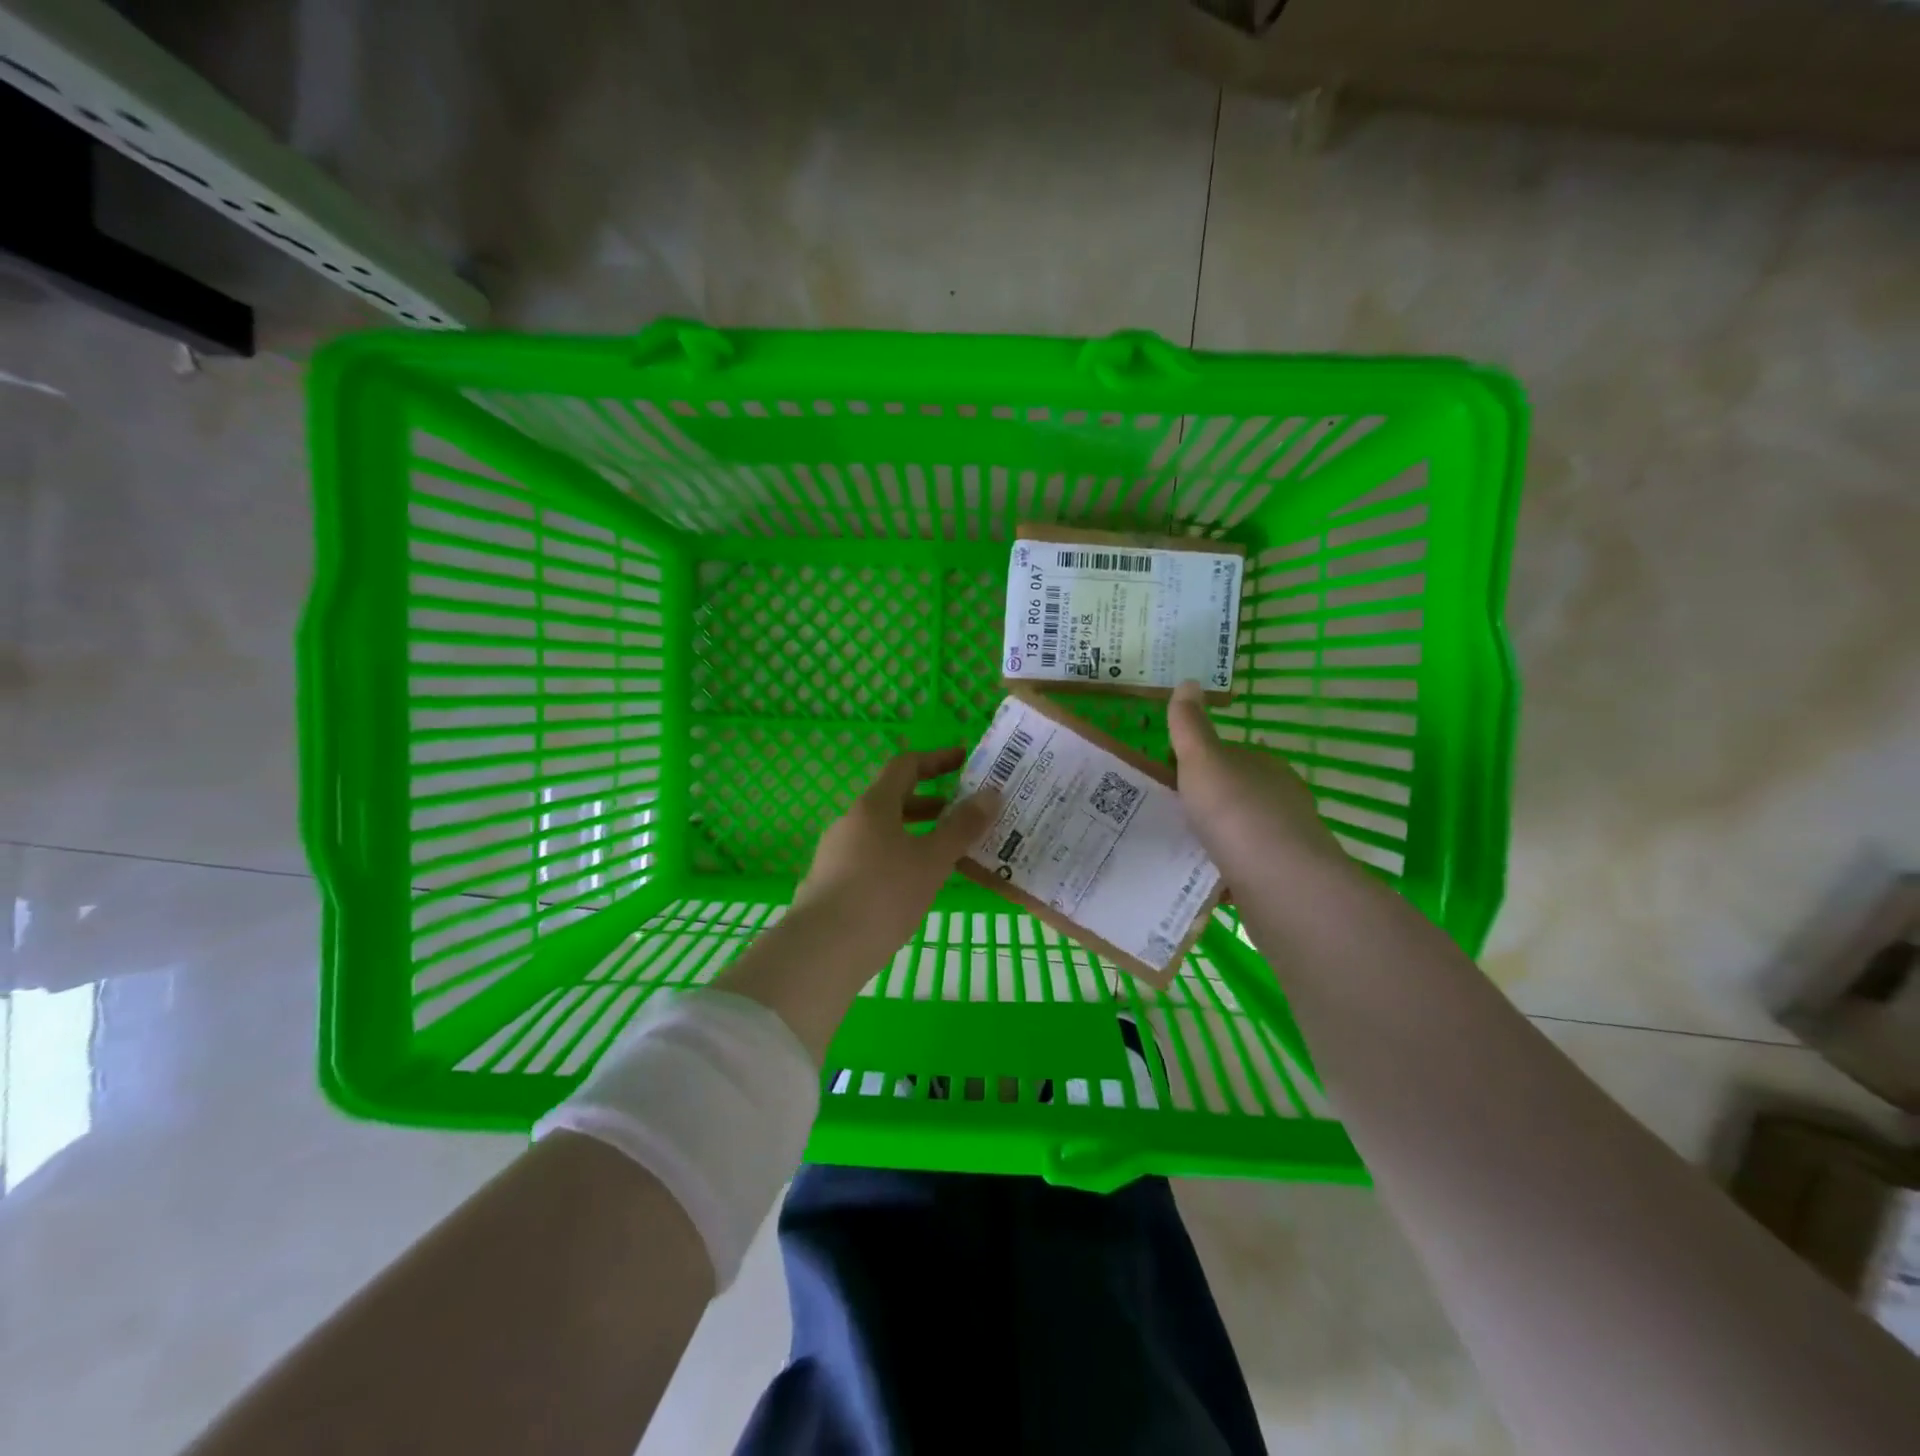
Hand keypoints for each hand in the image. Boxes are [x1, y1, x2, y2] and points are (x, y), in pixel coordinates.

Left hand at [792, 747, 1000, 960]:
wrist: (822, 950)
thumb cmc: (883, 896)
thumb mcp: (932, 861)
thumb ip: (962, 827)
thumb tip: (991, 794)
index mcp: (873, 806)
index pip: (905, 766)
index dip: (937, 759)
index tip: (965, 761)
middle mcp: (851, 822)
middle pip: (893, 800)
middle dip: (931, 803)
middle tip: (964, 814)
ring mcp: (837, 853)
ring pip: (883, 832)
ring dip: (916, 834)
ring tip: (947, 854)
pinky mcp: (831, 883)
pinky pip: (872, 857)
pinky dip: (899, 858)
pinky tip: (915, 886)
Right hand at [1167, 680, 1347, 881]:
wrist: (1278, 880)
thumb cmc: (1235, 810)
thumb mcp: (1202, 759)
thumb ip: (1190, 725)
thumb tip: (1188, 680)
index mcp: (1263, 764)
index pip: (1229, 754)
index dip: (1198, 762)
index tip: (1168, 777)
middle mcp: (1280, 797)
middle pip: (1236, 792)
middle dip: (1207, 800)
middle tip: (1167, 813)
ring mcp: (1285, 839)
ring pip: (1242, 831)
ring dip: (1216, 836)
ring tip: (1178, 846)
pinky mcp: (1282, 877)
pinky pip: (1245, 866)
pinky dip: (1224, 868)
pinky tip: (1200, 876)